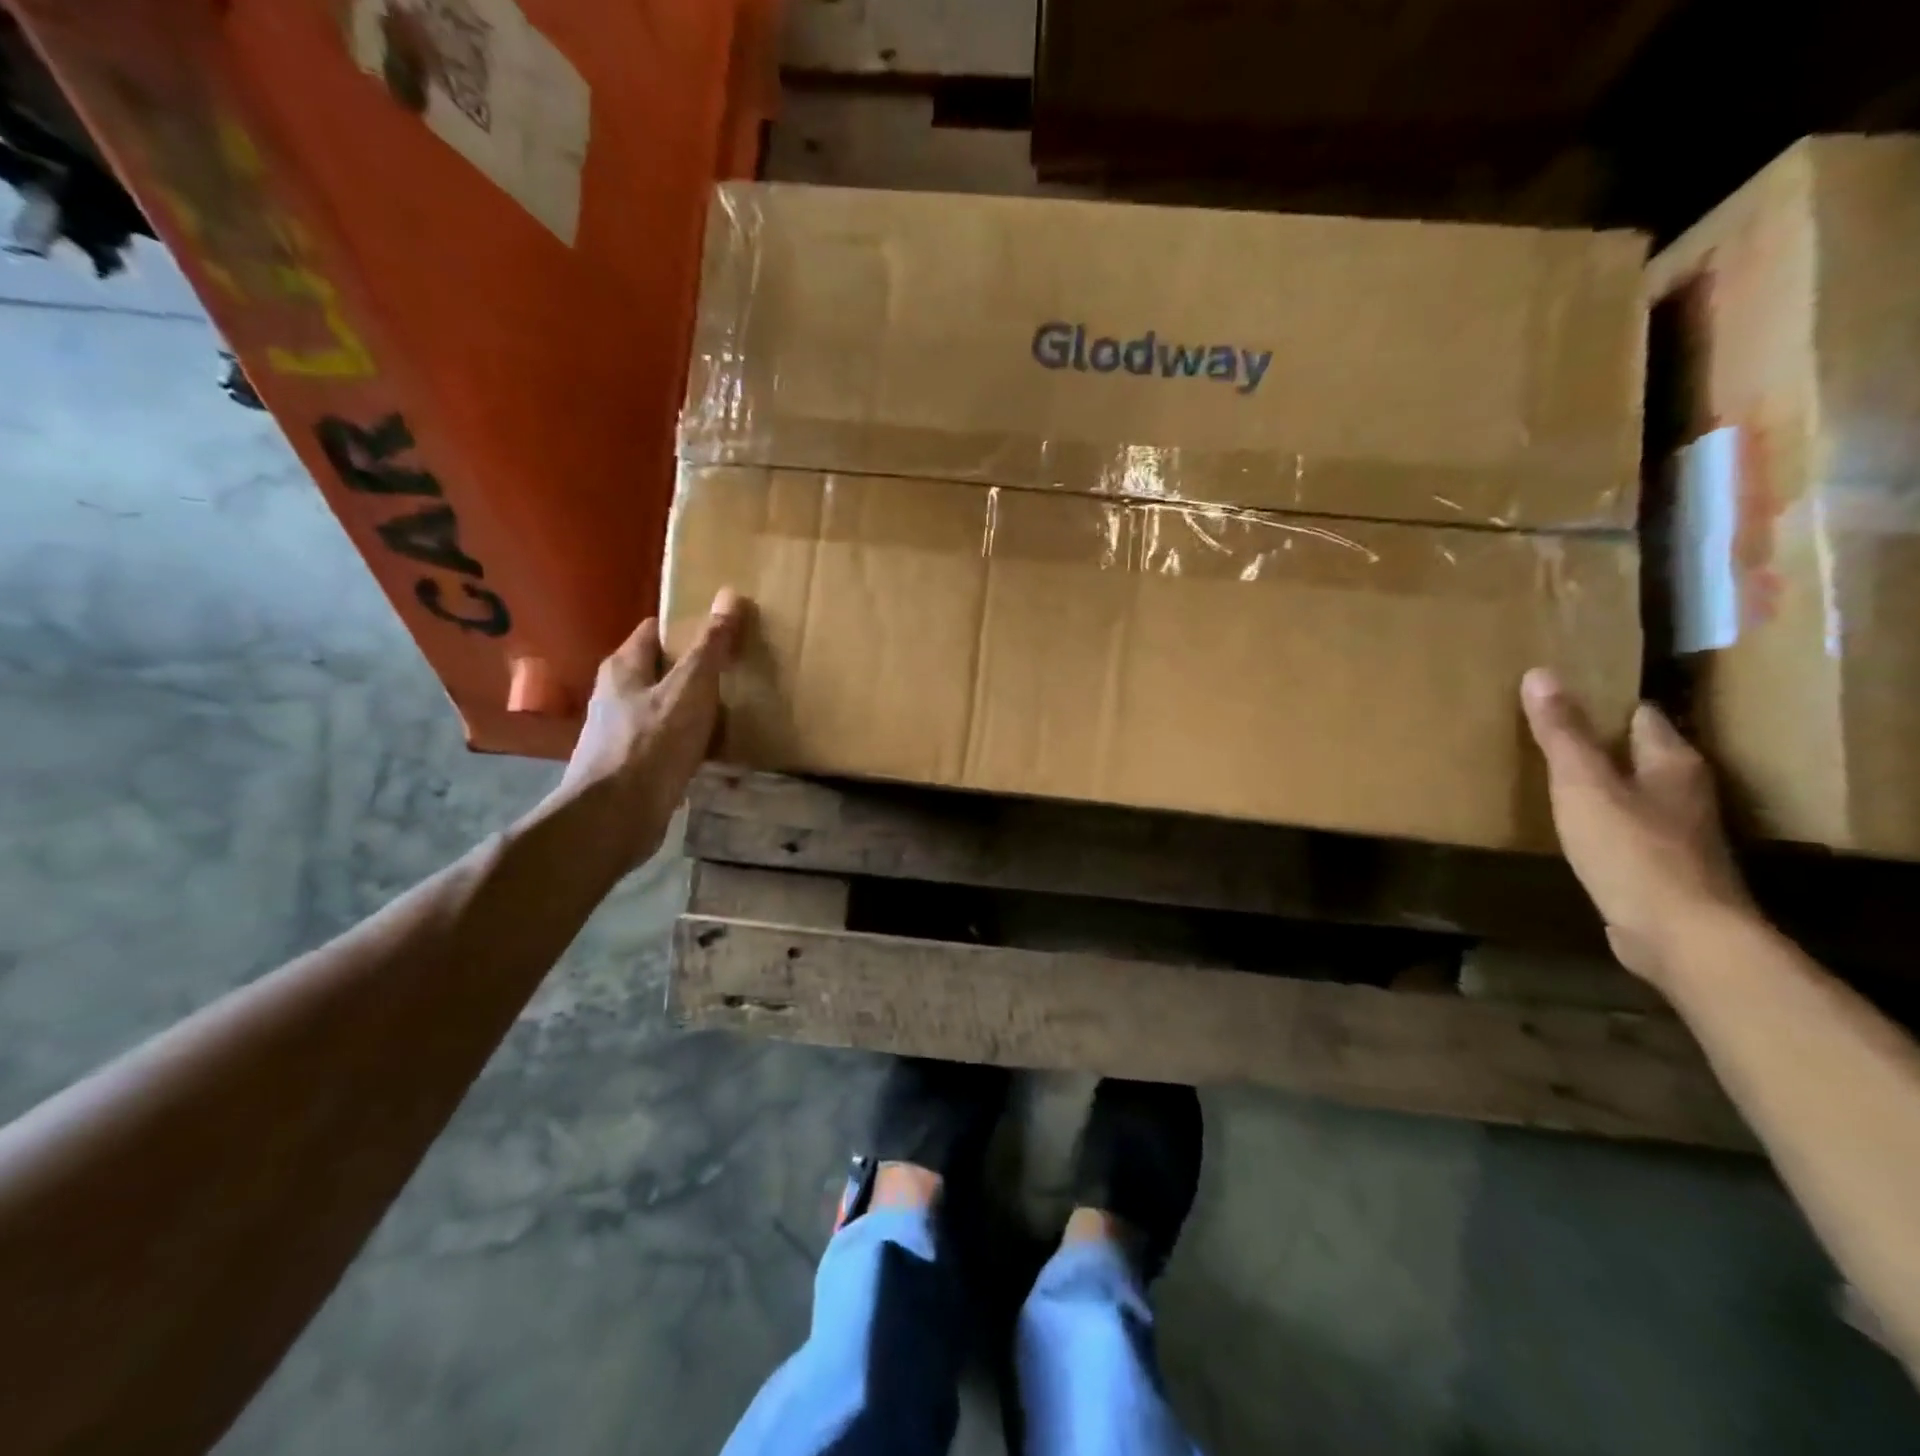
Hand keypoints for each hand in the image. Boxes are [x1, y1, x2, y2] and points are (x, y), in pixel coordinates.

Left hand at [549, 588, 747, 871]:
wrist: (616, 817)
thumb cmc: (652, 744)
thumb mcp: (690, 688)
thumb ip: (711, 646)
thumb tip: (731, 595)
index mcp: (624, 667)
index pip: (656, 629)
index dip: (690, 626)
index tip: (727, 631)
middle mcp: (617, 695)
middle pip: (663, 669)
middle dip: (699, 670)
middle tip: (740, 670)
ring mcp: (623, 732)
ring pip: (668, 707)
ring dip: (698, 708)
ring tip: (737, 709)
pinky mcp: (634, 765)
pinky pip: (670, 741)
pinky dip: (693, 741)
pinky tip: (717, 750)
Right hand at [1520, 668, 1753, 984]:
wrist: (1680, 935)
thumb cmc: (1632, 849)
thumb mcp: (1584, 785)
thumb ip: (1562, 734)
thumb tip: (1540, 674)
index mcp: (1671, 764)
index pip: (1642, 717)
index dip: (1608, 703)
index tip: (1568, 694)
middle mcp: (1684, 793)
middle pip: (1642, 754)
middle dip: (1603, 742)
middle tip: (1551, 730)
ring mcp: (1678, 834)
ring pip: (1636, 793)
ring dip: (1604, 784)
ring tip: (1556, 775)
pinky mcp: (1662, 870)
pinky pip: (1628, 831)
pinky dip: (1603, 821)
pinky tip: (1575, 827)